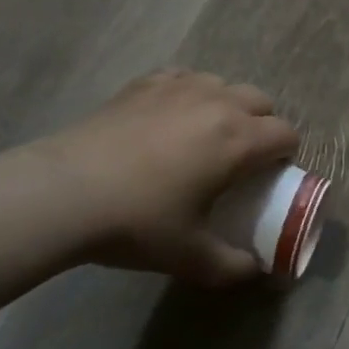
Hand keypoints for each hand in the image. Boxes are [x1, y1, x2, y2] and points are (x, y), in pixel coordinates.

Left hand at [25, 71, 299, 283]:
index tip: (269, 176)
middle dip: (261, 126)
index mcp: (239, 140)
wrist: (62, 193)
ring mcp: (180, 87)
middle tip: (240, 158)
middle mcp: (218, 103)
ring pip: (223, 85)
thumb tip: (256, 270)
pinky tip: (170, 118)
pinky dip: (188, 94)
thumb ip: (233, 266)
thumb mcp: (191, 257)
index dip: (285, 155)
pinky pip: (184, 78)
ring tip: (204, 135)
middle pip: (261, 101)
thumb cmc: (137, 222)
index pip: (286, 134)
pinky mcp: (145, 84)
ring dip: (226, 106)